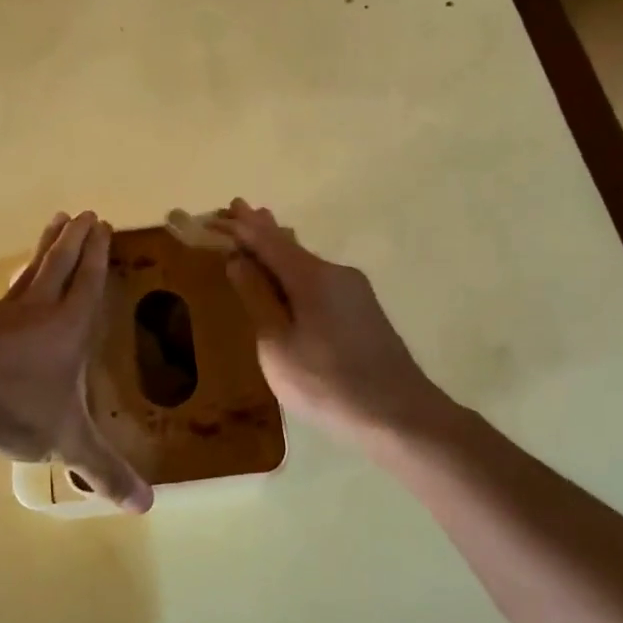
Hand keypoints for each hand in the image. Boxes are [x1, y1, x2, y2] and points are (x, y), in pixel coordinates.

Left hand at [0, 212, 152, 511]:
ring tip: (52, 223)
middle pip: (60, 266)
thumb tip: (146, 507)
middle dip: (74, 240)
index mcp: (67, 329)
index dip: (98, 255)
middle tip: (84, 213)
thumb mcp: (66, 443)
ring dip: (41, 250)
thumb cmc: (13, 410)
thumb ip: (104, 471)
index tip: (102, 225)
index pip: (89, 283)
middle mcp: (36, 312)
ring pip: (27, 274)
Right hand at [220, 200, 447, 448]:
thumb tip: (239, 260)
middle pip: (291, 246)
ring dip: (281, 251)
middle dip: (263, 230)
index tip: (225, 207)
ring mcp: (355, 293)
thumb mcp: (278, 345)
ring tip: (261, 235)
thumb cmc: (326, 383)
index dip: (243, 227)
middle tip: (239, 210)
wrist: (398, 415)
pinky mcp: (364, 313)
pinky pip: (320, 281)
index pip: (269, 241)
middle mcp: (337, 274)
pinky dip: (297, 273)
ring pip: (308, 264)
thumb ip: (257, 299)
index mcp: (313, 277)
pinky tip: (291, 278)